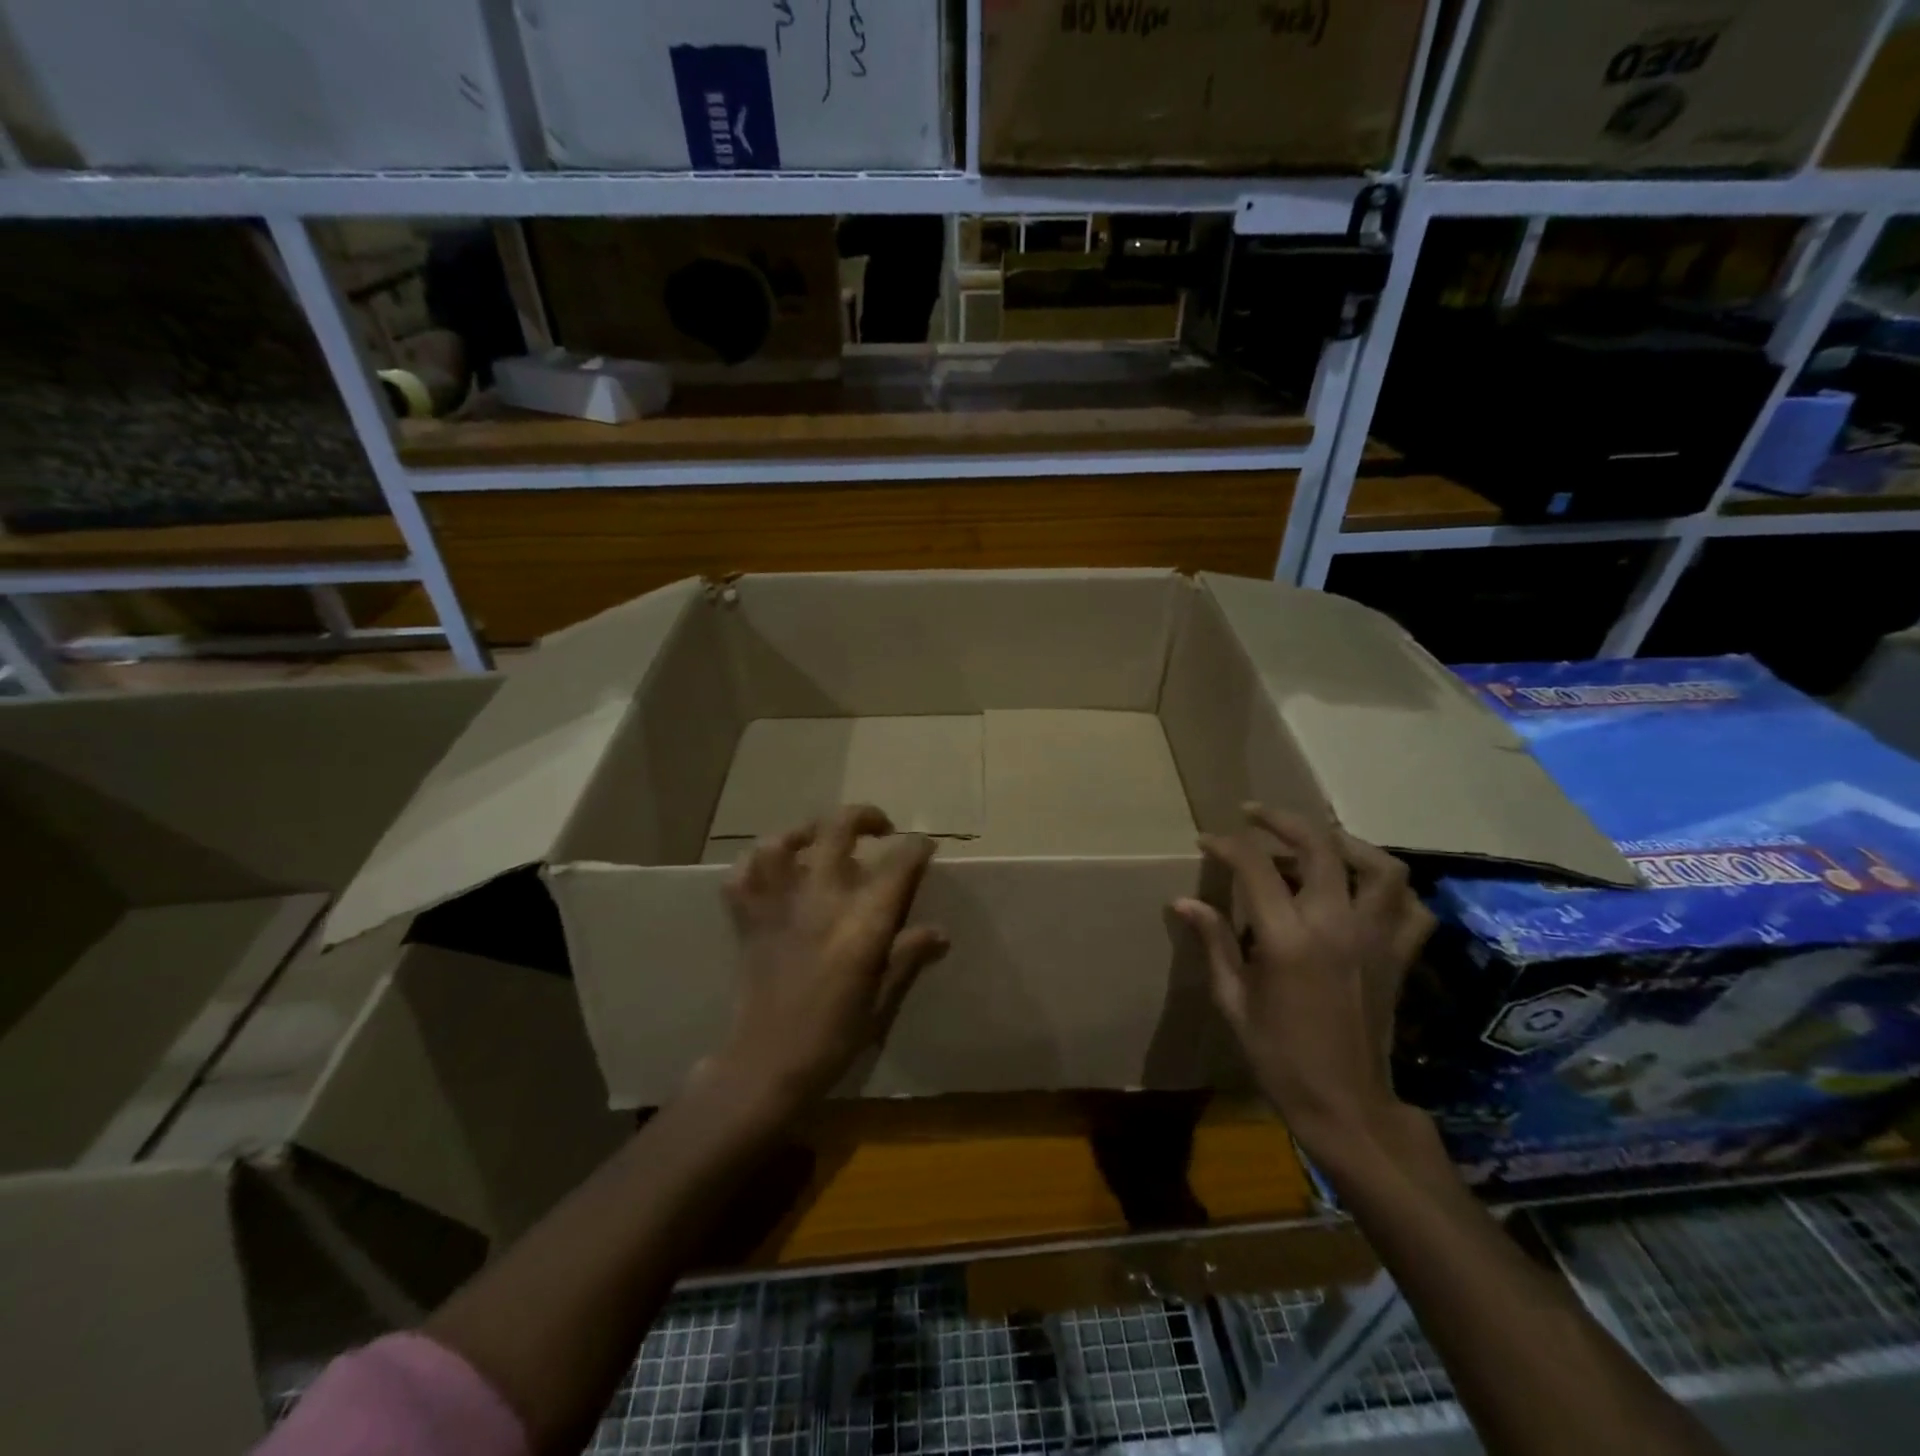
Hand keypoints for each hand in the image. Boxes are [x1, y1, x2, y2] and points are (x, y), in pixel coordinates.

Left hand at [710, 805, 948, 1115]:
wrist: (766, 1065)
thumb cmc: (832, 1038)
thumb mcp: (881, 1002)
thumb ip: (907, 958)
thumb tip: (940, 932)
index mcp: (860, 923)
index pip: (897, 865)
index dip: (916, 848)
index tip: (925, 848)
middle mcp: (819, 900)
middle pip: (838, 830)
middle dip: (865, 817)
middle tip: (880, 828)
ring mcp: (777, 905)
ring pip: (781, 842)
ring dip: (805, 832)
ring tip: (821, 839)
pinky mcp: (747, 919)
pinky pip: (741, 876)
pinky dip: (755, 864)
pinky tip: (773, 869)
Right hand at [1172, 804, 1434, 1162]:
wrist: (1346, 1106)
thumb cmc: (1278, 1056)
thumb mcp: (1233, 1000)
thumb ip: (1213, 942)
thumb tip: (1183, 901)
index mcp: (1288, 938)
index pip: (1255, 866)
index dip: (1227, 845)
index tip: (1207, 841)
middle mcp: (1337, 925)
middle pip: (1319, 846)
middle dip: (1282, 820)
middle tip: (1254, 814)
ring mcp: (1377, 939)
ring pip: (1381, 866)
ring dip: (1345, 844)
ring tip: (1316, 843)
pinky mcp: (1400, 957)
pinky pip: (1411, 907)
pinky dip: (1390, 888)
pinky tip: (1362, 890)